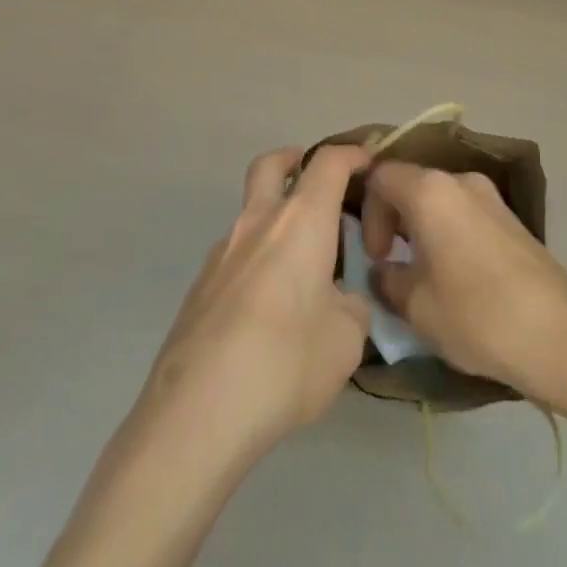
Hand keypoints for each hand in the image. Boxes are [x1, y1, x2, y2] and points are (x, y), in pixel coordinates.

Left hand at [141, 145, 372, 463]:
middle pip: (270, 165)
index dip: (351, 154)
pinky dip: (257, 264)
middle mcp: (258, 222)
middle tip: (316, 181)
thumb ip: (351, 308)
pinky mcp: (199, 287)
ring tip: (301, 274)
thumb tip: (340, 301)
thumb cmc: (286, 362)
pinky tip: (268, 314)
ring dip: (275, 224)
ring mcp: (222, 252)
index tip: (368, 163)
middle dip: (294, 160)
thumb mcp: (347, 340)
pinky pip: (236, 258)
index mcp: (301, 221)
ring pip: (251, 215)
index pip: (328, 163)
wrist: (198, 411)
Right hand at [360, 162, 566, 402]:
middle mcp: (460, 180)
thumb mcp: (416, 306)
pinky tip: (456, 276)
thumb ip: (388, 280)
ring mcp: (490, 196)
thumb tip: (384, 271)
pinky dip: (448, 233)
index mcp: (430, 190)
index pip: (381, 176)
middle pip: (411, 182)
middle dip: (393, 219)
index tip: (376, 256)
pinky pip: (464, 212)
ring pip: (439, 199)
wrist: (561, 337)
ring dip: (422, 228)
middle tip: (392, 264)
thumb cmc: (477, 315)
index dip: (368, 212)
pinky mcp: (511, 218)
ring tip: (422, 274)